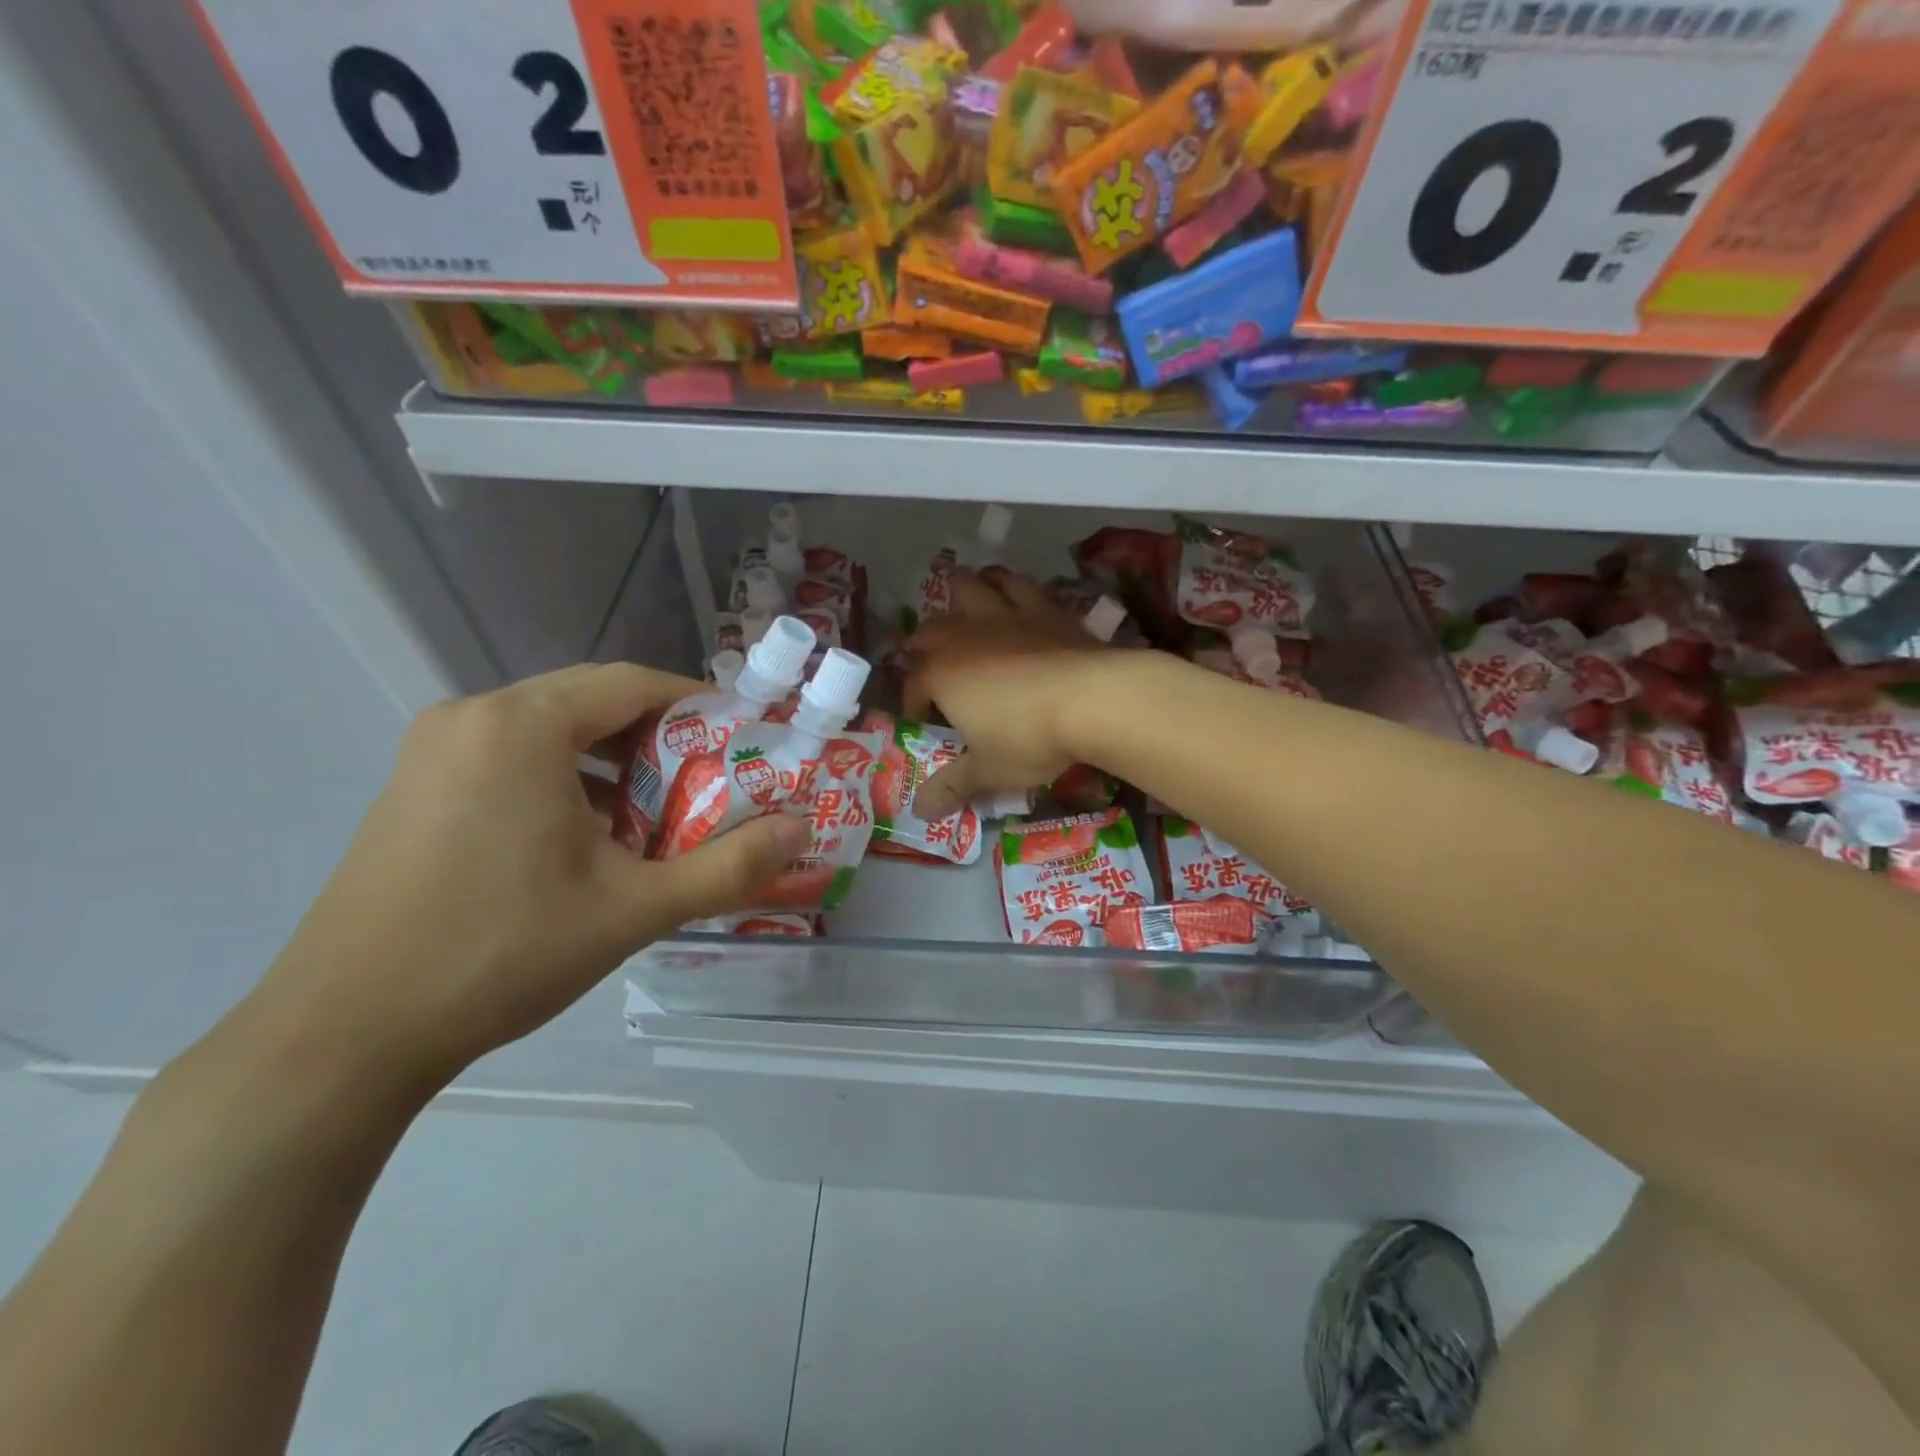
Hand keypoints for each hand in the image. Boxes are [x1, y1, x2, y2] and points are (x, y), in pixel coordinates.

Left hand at [250, 663, 809, 1090]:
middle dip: (659, 738)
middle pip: (591, 702)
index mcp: (521, 725)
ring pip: (551, 732)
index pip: (632, 683)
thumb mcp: (634, 909)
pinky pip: (512, 759)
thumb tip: (802, 829)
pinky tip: (589, 839)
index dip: (698, 705)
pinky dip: (566, 781)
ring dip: (613, 763)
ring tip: (657, 814)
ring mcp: (434, 752)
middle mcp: (472, 718)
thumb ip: (729, 865)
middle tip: (711, 780)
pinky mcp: (415, 788)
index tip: (744, 737)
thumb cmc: (501, 953)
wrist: (343, 1036)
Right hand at [902, 567, 1120, 820]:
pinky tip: (1008, 591)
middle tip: (929, 663)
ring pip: (967, 588)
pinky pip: (1016, 584)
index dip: (913, 704)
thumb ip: (952, 786)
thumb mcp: (989, 770)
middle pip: (928, 631)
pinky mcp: (1043, 607)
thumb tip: (921, 812)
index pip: (913, 685)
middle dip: (922, 646)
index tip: (923, 721)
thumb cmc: (1030, 738)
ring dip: (957, 596)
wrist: (1095, 699)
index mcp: (941, 674)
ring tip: (961, 608)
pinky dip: (1005, 584)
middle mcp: (964, 636)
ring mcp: (1004, 615)